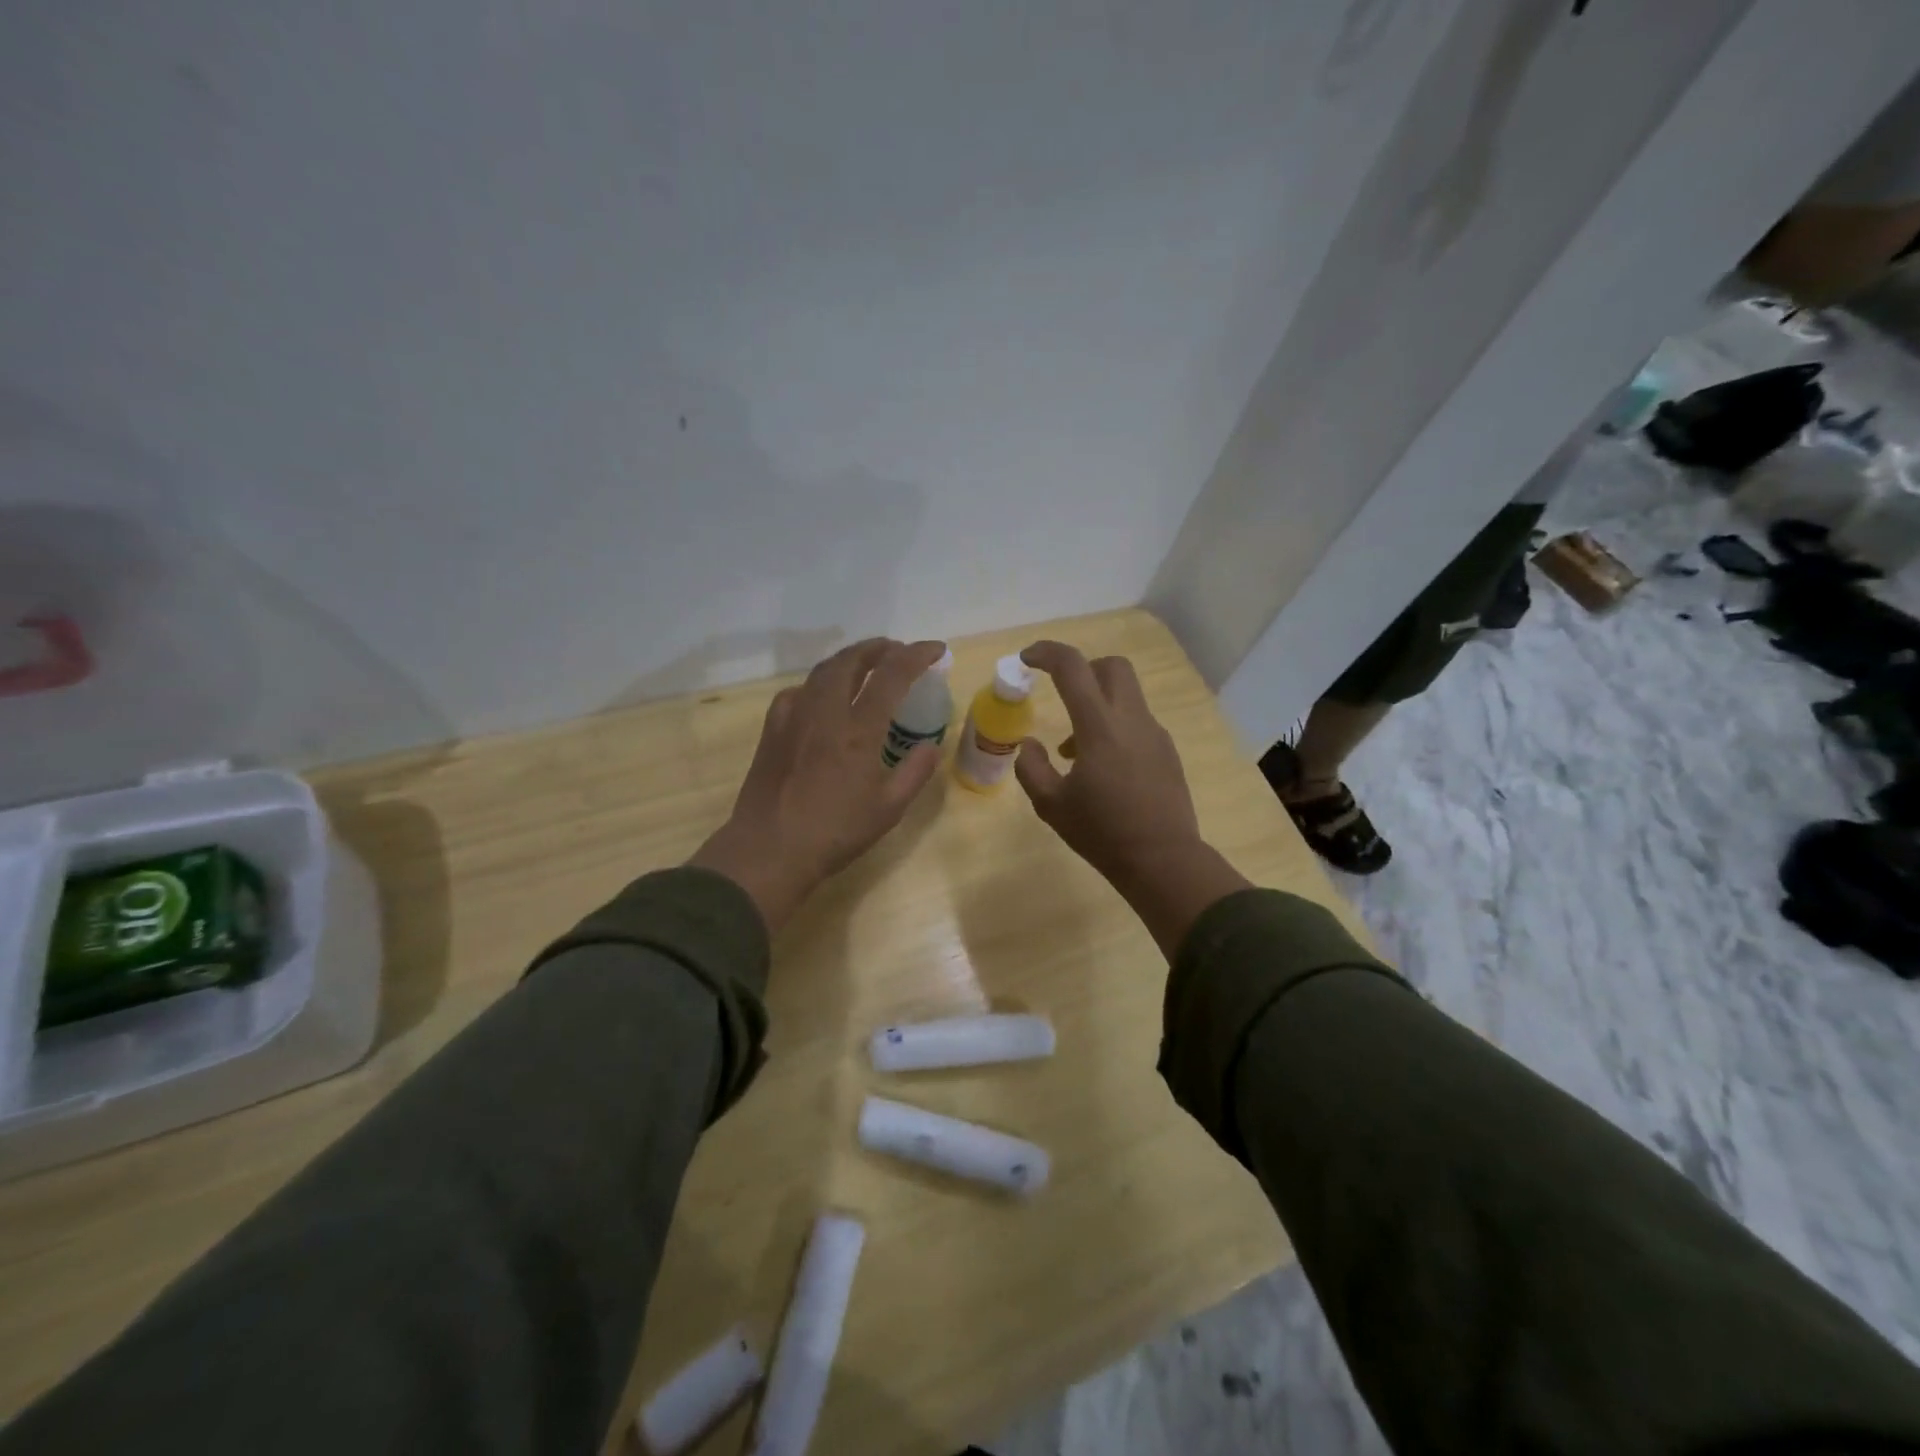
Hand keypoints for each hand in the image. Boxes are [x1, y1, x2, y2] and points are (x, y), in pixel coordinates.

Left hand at [690, 638, 944, 930]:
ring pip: (823, 671)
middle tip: (897, 650)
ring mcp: (794, 717)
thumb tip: (931, 746)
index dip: (917, 655)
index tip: (937, 650)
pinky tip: (823, 697)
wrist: (769, 850)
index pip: (892, 675)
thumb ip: (915, 772)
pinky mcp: (773, 729)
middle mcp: (825, 712)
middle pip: (852, 660)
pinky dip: (819, 683)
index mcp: (858, 729)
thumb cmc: (835, 832)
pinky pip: (799, 692)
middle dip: (879, 648)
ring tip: (866, 664)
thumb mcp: (888, 809)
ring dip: (849, 659)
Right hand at [1016, 641, 1249, 955]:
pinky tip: (1103, 767)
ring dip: (1098, 703)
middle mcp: (1131, 720)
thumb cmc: (1102, 832)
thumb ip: (1031, 767)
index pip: (1073, 667)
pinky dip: (1115, 726)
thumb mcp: (1051, 805)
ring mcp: (1154, 734)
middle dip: (1083, 669)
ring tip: (1074, 750)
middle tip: (1062, 695)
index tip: (1027, 659)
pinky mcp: (1167, 751)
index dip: (1047, 653)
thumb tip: (1029, 745)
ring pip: (1127, 694)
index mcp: (1100, 727)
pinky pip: (1137, 721)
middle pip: (1112, 666)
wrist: (1163, 860)